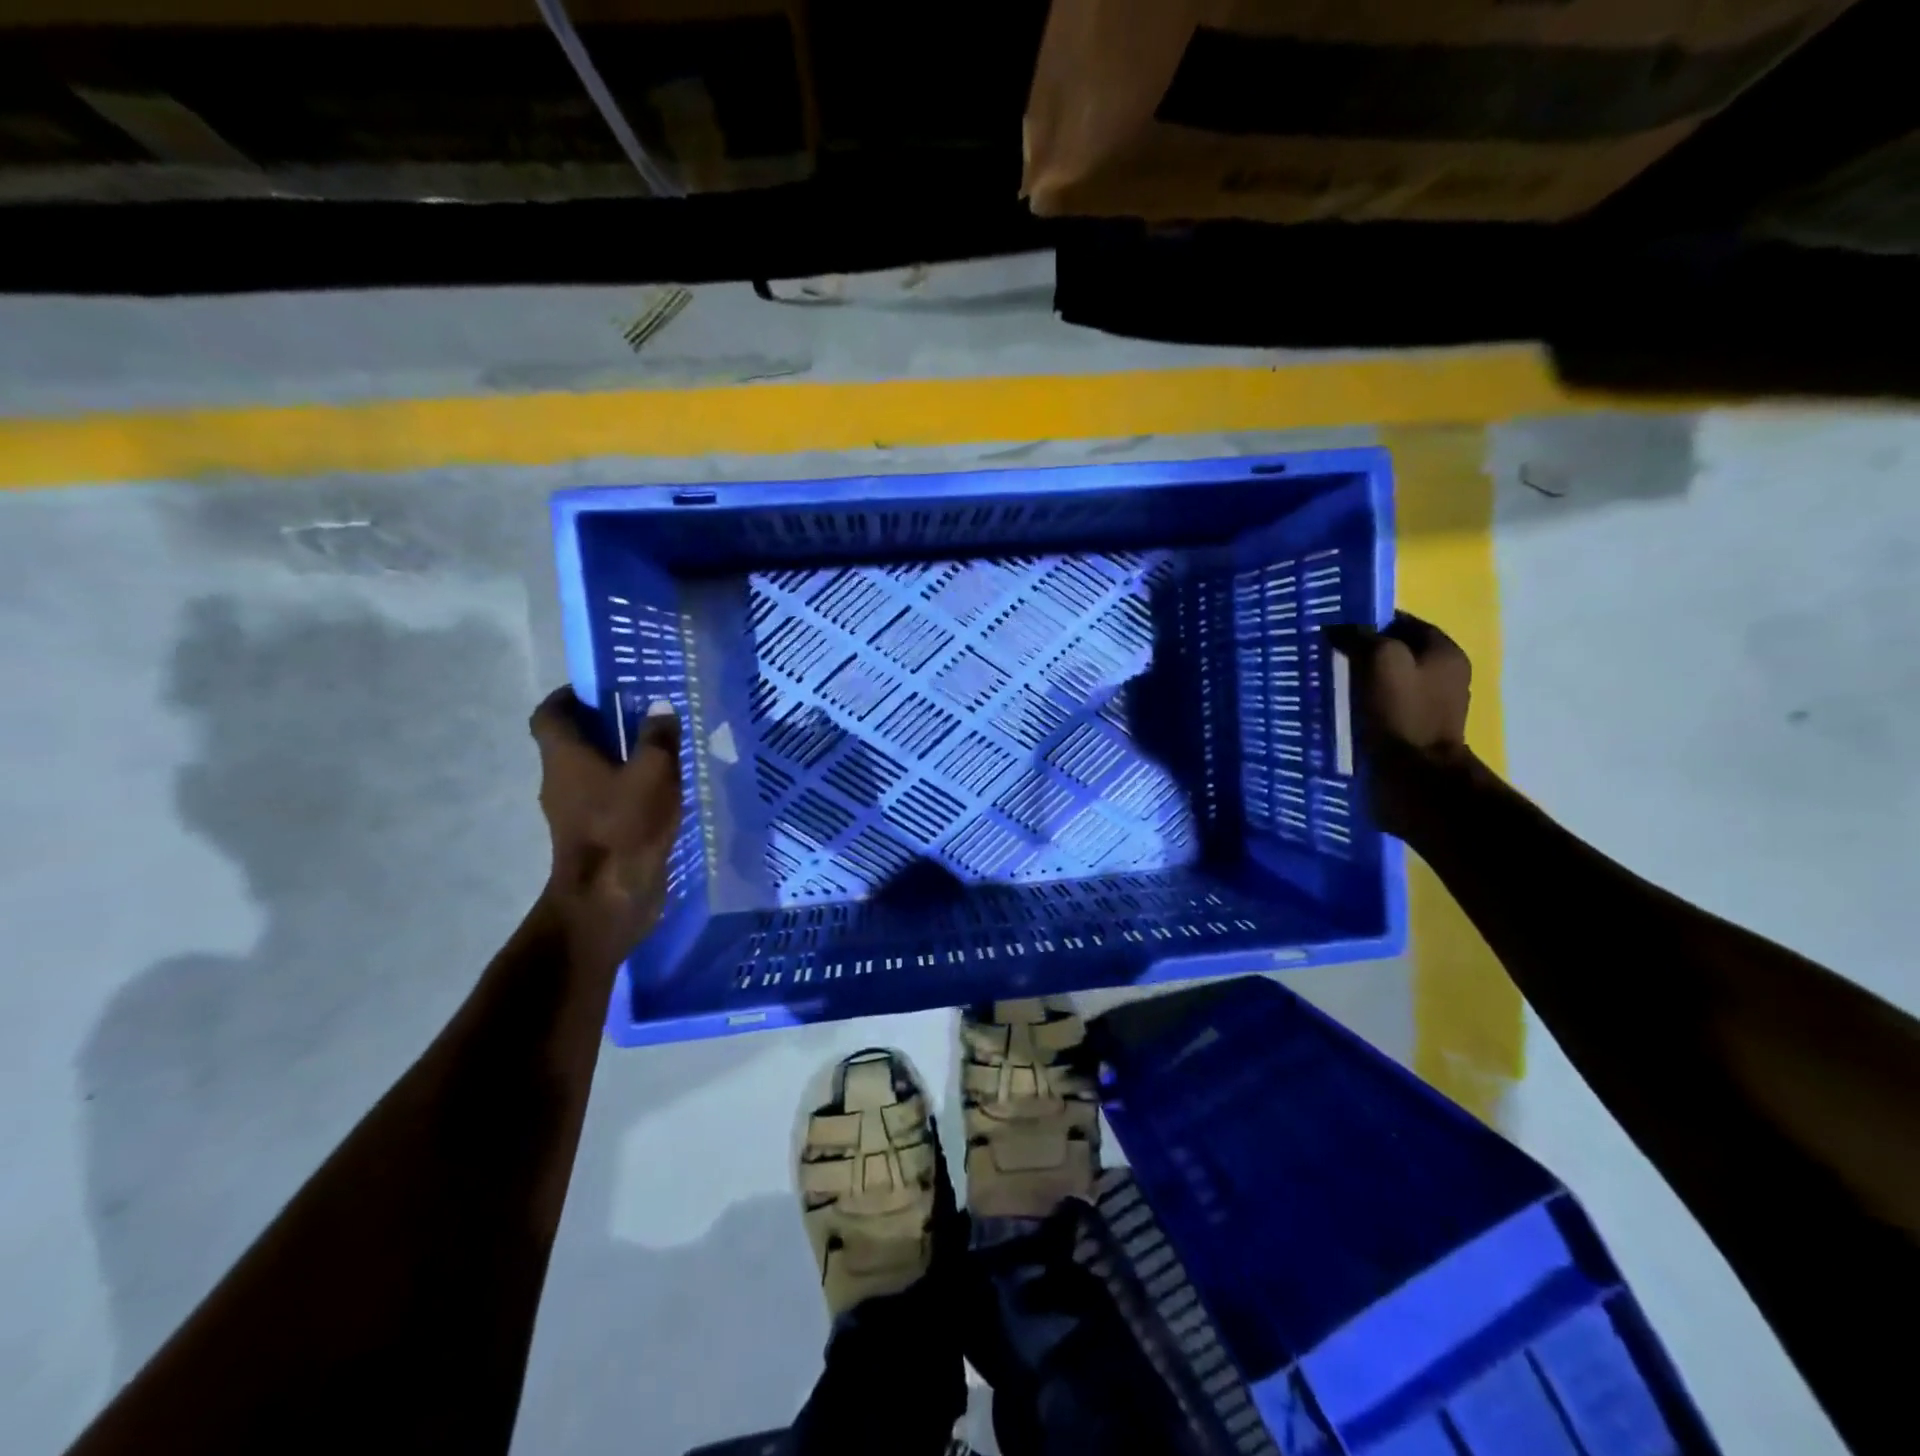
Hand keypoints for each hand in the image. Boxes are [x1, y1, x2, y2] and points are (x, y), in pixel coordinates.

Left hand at [529, 690, 682, 971]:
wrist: (609, 898)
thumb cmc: (625, 826)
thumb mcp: (654, 773)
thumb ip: (659, 738)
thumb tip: (660, 707)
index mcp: (564, 757)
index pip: (550, 714)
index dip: (568, 696)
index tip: (599, 688)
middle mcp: (560, 780)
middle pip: (571, 742)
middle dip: (602, 725)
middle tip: (643, 715)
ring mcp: (574, 812)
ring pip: (591, 772)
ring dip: (617, 758)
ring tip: (659, 752)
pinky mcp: (593, 836)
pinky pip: (605, 799)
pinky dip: (626, 788)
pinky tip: (661, 792)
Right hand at [1326, 613, 1474, 836]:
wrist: (1413, 776)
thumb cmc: (1400, 713)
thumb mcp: (1380, 660)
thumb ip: (1360, 636)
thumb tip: (1337, 627)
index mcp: (1444, 652)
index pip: (1403, 622)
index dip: (1369, 621)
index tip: (1335, 627)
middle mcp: (1444, 675)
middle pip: (1397, 652)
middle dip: (1363, 651)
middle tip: (1328, 654)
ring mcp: (1430, 706)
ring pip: (1389, 680)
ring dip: (1362, 679)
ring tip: (1329, 681)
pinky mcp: (1412, 731)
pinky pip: (1384, 706)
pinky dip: (1364, 704)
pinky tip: (1341, 709)